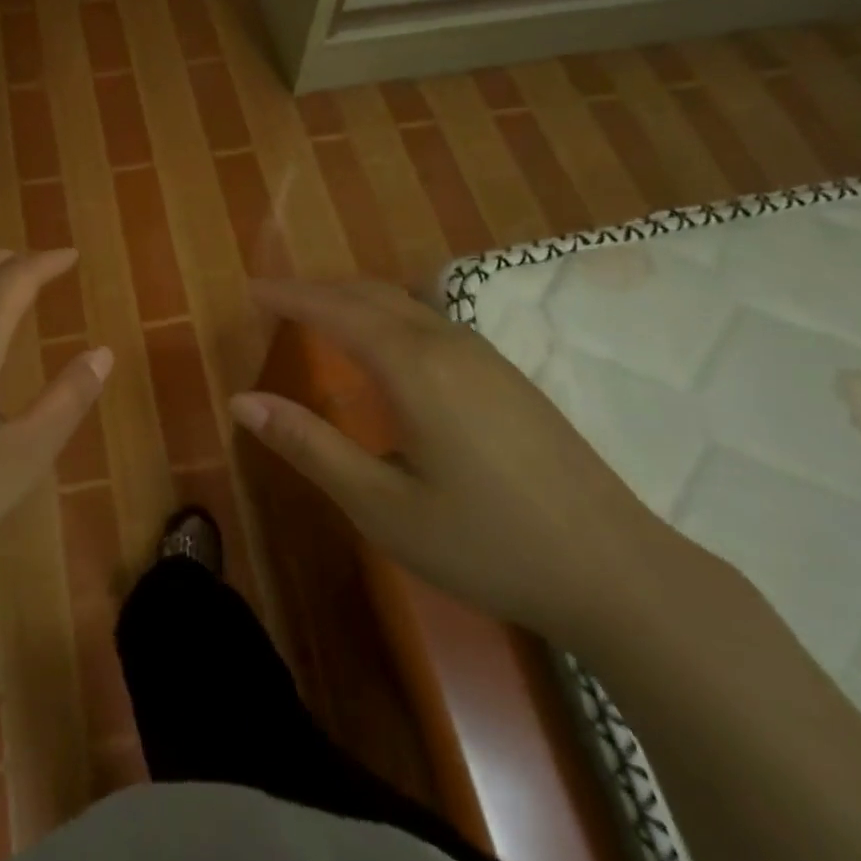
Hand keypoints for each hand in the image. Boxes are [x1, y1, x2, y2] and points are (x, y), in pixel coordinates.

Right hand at [229, 279, 681, 648]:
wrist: (617, 571)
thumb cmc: (487, 543)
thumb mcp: (382, 506)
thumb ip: (311, 447)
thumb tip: (243, 401)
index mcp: (414, 368)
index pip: (336, 311)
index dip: (291, 296)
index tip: (252, 288)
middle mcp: (449, 345)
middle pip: (373, 295)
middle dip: (320, 289)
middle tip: (277, 298)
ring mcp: (486, 358)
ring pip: (407, 304)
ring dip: (357, 299)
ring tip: (321, 313)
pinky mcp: (509, 377)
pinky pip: (433, 322)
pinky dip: (390, 315)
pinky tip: (389, 346)